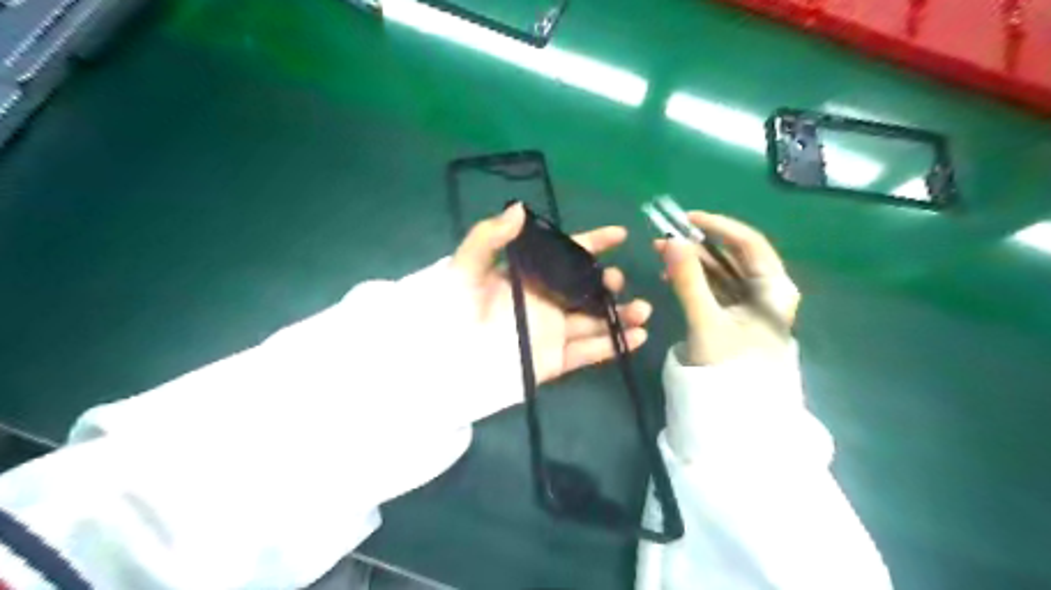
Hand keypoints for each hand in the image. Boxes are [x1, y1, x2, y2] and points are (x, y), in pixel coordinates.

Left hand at [449, 206, 649, 384]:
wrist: (445, 362)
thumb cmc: (452, 311)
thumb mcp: (464, 269)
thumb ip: (489, 237)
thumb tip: (520, 209)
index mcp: (529, 277)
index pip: (567, 255)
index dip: (593, 243)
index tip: (619, 234)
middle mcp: (545, 302)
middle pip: (586, 289)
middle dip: (607, 283)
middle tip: (615, 282)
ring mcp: (552, 332)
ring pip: (594, 321)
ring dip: (621, 315)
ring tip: (643, 311)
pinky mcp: (555, 361)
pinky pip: (590, 353)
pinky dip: (614, 346)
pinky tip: (638, 337)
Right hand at [654, 210, 805, 366]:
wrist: (735, 414)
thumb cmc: (727, 366)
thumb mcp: (705, 320)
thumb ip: (688, 279)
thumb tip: (670, 240)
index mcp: (774, 288)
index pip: (749, 243)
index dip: (718, 226)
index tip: (686, 219)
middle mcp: (768, 291)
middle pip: (735, 256)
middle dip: (699, 245)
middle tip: (666, 239)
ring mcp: (752, 305)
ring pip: (723, 271)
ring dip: (694, 261)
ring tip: (663, 255)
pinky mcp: (737, 317)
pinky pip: (717, 288)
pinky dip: (696, 279)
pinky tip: (674, 276)